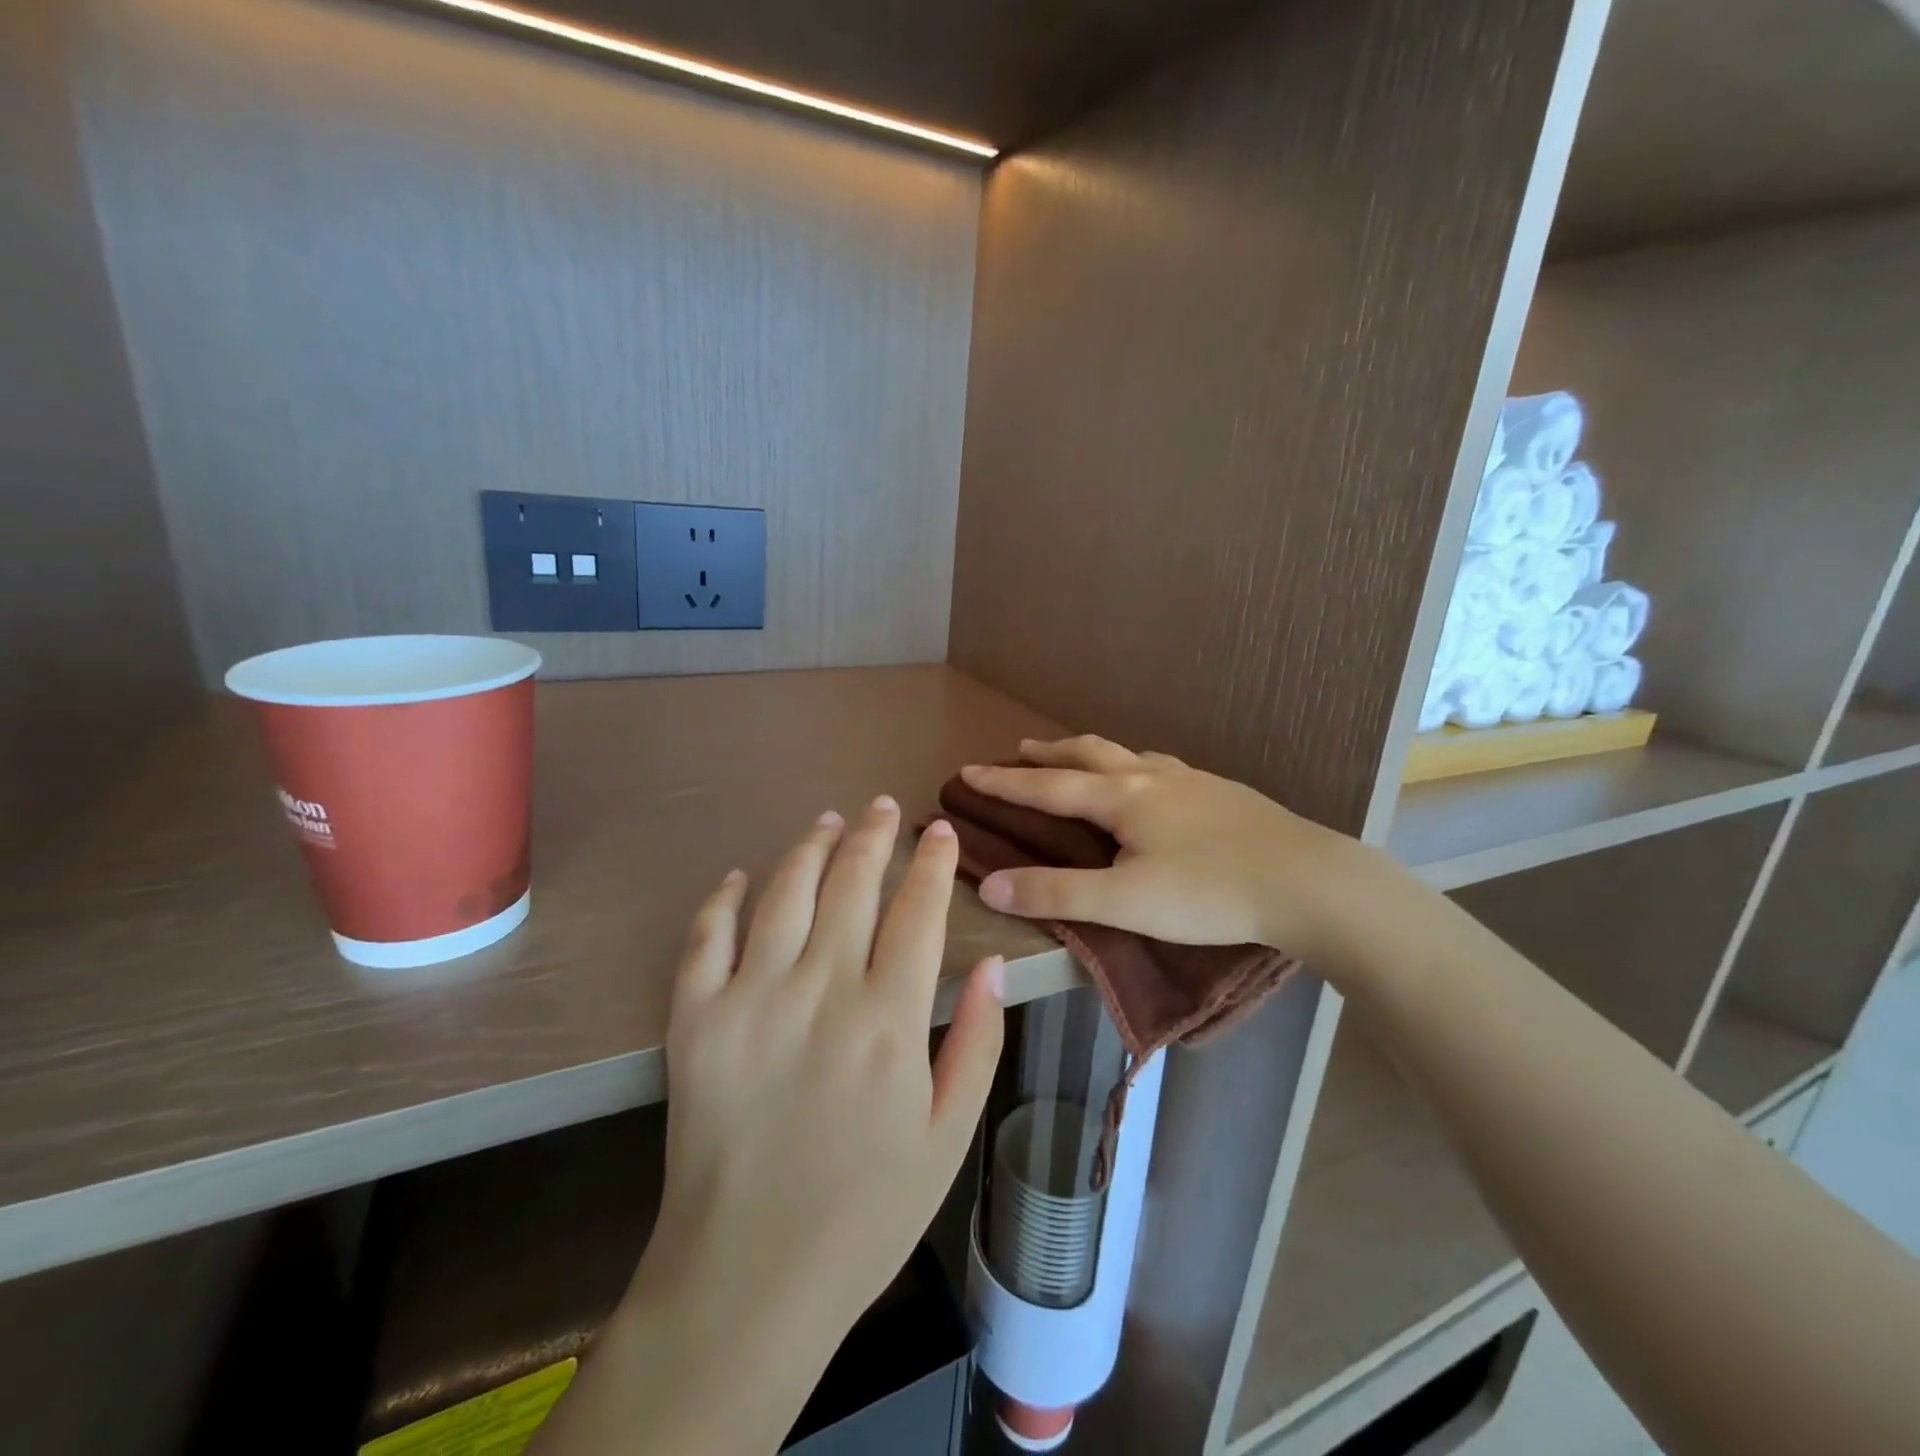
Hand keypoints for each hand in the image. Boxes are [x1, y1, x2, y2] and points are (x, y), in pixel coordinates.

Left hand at [617, 798, 1004, 1433]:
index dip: (932, 862)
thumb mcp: (948, 1137)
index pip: (917, 911)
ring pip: (785, 892)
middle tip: (884, 806)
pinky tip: (741, 876)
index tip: (940, 831)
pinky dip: (724, 898)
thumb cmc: (865, 1212)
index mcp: (889, 1021)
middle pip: (852, 884)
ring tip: (828, 820)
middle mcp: (821, 992)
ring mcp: (750, 1000)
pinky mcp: (695, 1019)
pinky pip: (707, 936)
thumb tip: (992, 964)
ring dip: (810, 847)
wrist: (749, 1277)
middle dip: (873, 835)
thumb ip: (978, 1044)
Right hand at [961, 736, 1381, 967]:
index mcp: (1121, 798)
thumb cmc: (1209, 893)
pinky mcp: (1222, 792)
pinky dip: (1134, 765)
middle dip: (1048, 754)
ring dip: (1092, 753)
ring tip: (1079, 758)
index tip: (967, 772)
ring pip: (1128, 754)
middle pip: (1087, 754)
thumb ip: (1057, 894)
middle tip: (1020, 750)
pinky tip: (1152, 781)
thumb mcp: (1125, 903)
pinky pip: (1163, 767)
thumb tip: (990, 886)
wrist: (1307, 881)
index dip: (1003, 783)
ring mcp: (1191, 780)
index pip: (1047, 787)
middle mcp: (1151, 777)